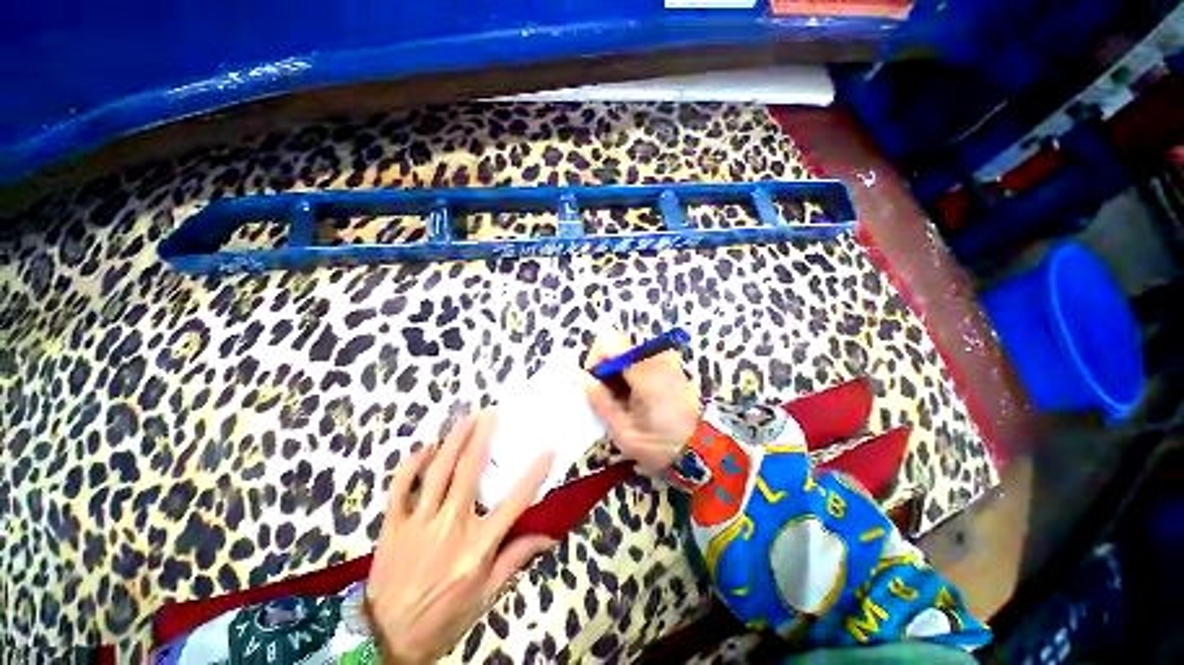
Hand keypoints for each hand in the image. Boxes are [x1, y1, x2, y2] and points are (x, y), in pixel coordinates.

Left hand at [366, 410, 554, 663]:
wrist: (386, 639)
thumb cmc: (444, 618)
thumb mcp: (486, 596)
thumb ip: (515, 559)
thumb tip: (549, 534)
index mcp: (477, 547)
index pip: (514, 504)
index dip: (533, 475)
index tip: (548, 450)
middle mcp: (450, 526)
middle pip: (469, 473)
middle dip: (482, 438)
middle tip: (491, 412)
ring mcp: (418, 523)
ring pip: (437, 472)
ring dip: (453, 440)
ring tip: (466, 417)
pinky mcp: (393, 525)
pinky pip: (400, 488)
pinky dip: (411, 465)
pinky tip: (424, 448)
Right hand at [583, 328, 701, 471]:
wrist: (703, 448)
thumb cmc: (661, 444)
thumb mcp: (623, 431)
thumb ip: (600, 402)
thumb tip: (584, 378)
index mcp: (645, 371)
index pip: (609, 341)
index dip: (595, 359)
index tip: (595, 384)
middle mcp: (657, 356)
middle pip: (616, 344)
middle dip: (605, 366)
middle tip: (608, 395)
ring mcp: (666, 358)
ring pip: (626, 350)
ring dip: (617, 370)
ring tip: (622, 399)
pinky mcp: (669, 363)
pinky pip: (638, 358)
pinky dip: (629, 372)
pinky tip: (635, 395)